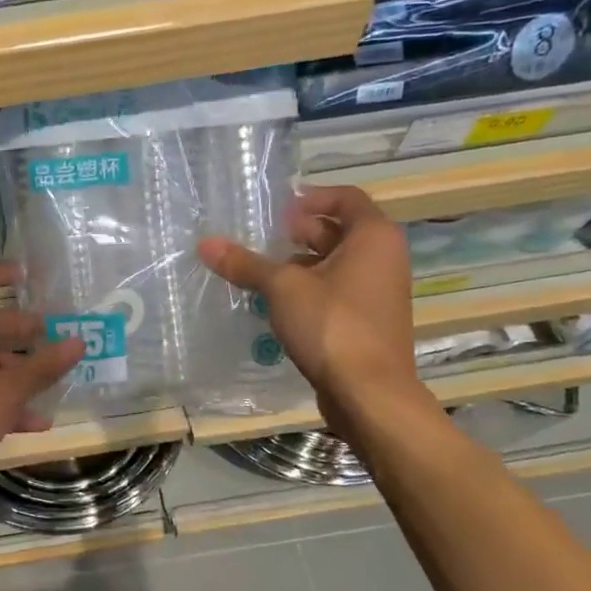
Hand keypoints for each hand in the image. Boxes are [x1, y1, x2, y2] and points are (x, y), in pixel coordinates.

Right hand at [199, 186, 423, 432]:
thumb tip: (206, 243)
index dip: (310, 198)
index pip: (345, 198)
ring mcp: (379, 292)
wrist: (369, 392)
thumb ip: (245, 264)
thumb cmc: (332, 325)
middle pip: (338, 231)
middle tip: (260, 240)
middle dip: (298, 233)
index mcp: (374, 236)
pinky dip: (309, 291)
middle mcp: (384, 258)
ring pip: (335, 265)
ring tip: (260, 273)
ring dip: (299, 265)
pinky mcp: (368, 321)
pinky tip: (276, 305)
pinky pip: (336, 292)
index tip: (276, 211)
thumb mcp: (282, 288)